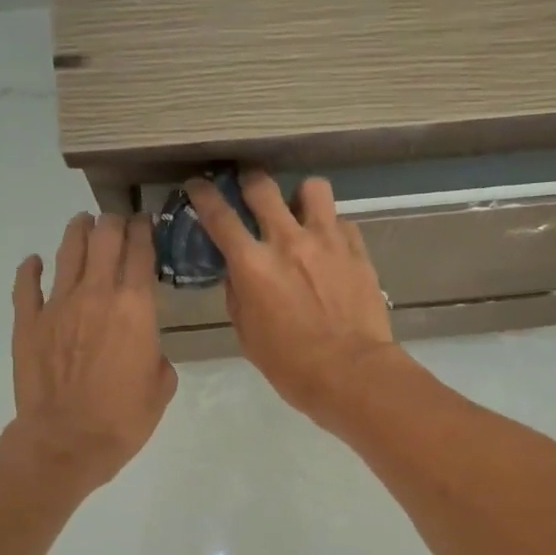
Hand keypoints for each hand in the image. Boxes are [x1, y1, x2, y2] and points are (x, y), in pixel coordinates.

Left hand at [7, 213, 176, 490]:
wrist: (67, 441)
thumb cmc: (124, 418)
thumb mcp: (162, 385)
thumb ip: (156, 353)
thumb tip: (144, 345)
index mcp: (136, 306)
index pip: (141, 251)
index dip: (145, 231)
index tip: (147, 223)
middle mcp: (97, 293)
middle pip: (104, 238)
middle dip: (114, 223)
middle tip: (118, 222)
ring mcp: (57, 304)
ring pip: (67, 251)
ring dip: (78, 232)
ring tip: (83, 223)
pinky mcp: (28, 322)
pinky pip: (26, 284)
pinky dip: (31, 269)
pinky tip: (34, 262)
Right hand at [185, 171, 401, 424]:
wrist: (351, 372)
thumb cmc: (291, 365)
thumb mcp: (248, 335)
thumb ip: (239, 296)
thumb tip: (238, 274)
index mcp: (252, 264)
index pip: (219, 216)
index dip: (204, 195)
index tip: (198, 184)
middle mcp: (287, 240)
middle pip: (262, 186)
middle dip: (250, 182)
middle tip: (249, 189)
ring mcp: (327, 240)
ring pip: (312, 188)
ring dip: (300, 196)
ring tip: (300, 212)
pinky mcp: (357, 250)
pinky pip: (342, 221)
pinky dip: (332, 228)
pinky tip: (330, 246)